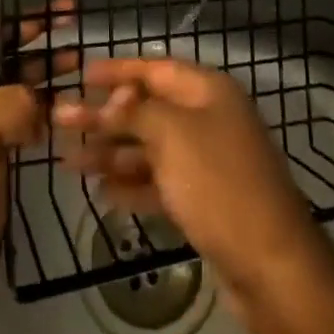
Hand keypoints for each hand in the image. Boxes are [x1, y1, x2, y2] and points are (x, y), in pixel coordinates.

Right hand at [53, 58, 327, 318]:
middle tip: (61, 121)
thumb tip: (109, 101)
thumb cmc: (218, 183)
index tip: (81, 73)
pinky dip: (132, 184)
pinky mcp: (204, 201)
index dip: (117, 71)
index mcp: (208, 91)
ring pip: (150, 148)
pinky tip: (102, 192)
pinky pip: (160, 182)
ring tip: (69, 162)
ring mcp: (208, 161)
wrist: (271, 265)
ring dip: (111, 153)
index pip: (155, 68)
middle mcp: (209, 118)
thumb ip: (134, 113)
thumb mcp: (171, 135)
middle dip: (105, 117)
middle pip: (148, 110)